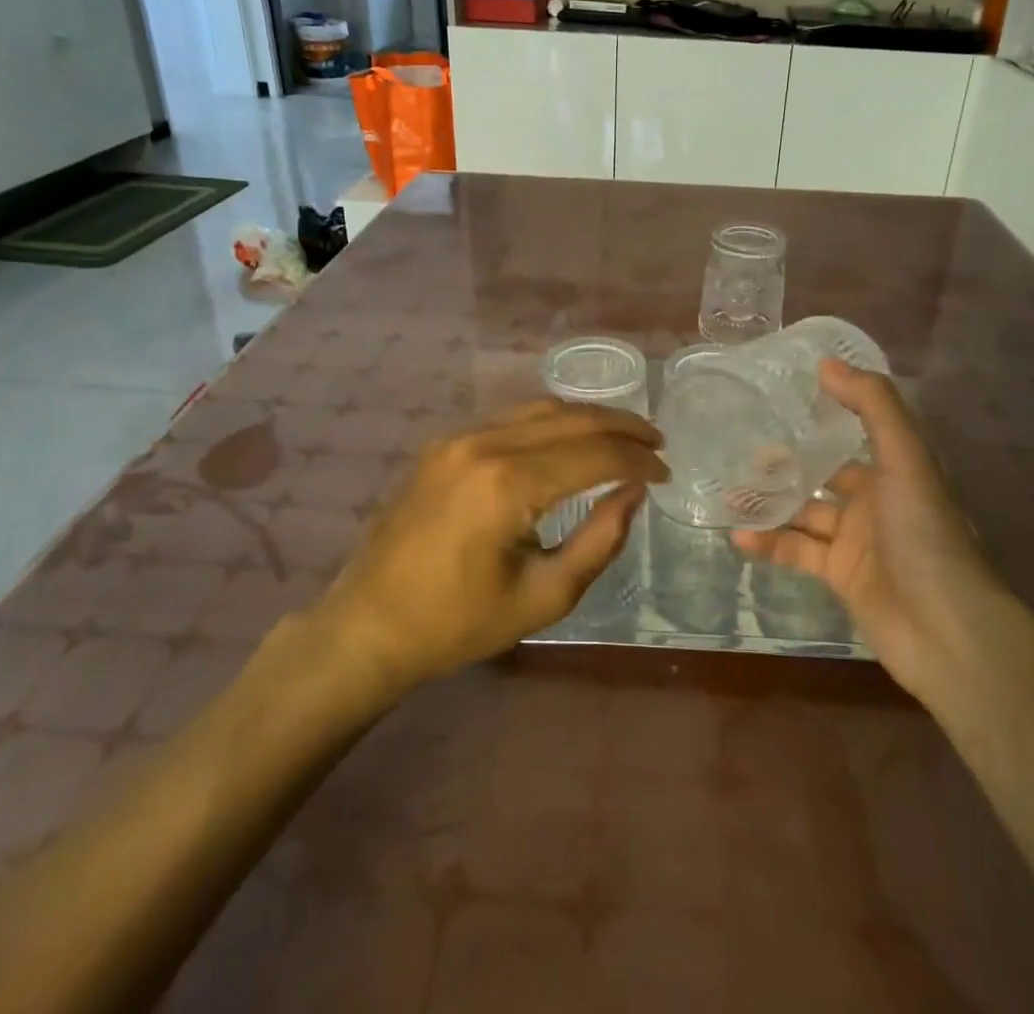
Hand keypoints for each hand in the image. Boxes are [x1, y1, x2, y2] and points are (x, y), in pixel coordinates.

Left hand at [314, 399, 666, 694]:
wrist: (368, 625)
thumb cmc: (458, 624)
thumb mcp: (544, 596)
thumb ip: (599, 540)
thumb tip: (634, 492)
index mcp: (508, 485)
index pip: (594, 455)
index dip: (638, 460)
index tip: (665, 473)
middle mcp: (484, 443)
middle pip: (571, 418)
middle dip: (622, 426)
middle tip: (656, 442)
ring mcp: (458, 436)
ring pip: (541, 408)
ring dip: (588, 418)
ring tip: (623, 435)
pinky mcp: (443, 441)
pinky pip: (511, 417)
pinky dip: (552, 422)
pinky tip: (570, 439)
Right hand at [733, 360, 996, 700]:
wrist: (946, 631)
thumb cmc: (925, 535)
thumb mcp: (904, 460)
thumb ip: (872, 407)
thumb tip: (826, 363)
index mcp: (893, 470)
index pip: (853, 433)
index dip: (821, 417)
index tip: (778, 401)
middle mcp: (875, 501)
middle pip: (821, 474)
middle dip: (784, 464)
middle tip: (740, 451)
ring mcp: (856, 541)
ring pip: (803, 513)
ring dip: (770, 504)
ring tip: (730, 492)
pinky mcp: (840, 576)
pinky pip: (797, 553)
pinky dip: (769, 545)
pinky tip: (739, 537)